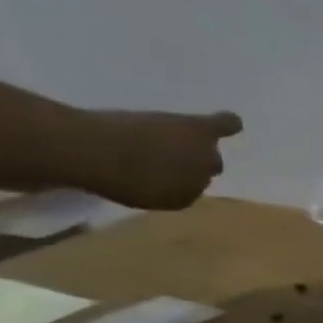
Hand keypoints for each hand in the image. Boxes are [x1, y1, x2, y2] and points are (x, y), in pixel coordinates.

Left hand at [80, 109, 242, 209]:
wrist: (90, 150)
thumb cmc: (99, 175)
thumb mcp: (130, 194)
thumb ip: (157, 189)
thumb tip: (165, 179)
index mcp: (182, 200)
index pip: (189, 189)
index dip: (174, 178)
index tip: (155, 170)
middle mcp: (201, 181)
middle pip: (204, 170)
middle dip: (188, 163)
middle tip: (161, 152)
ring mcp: (203, 156)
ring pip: (210, 152)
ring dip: (195, 146)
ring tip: (173, 137)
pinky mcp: (200, 131)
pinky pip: (225, 126)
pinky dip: (228, 124)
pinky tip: (231, 121)